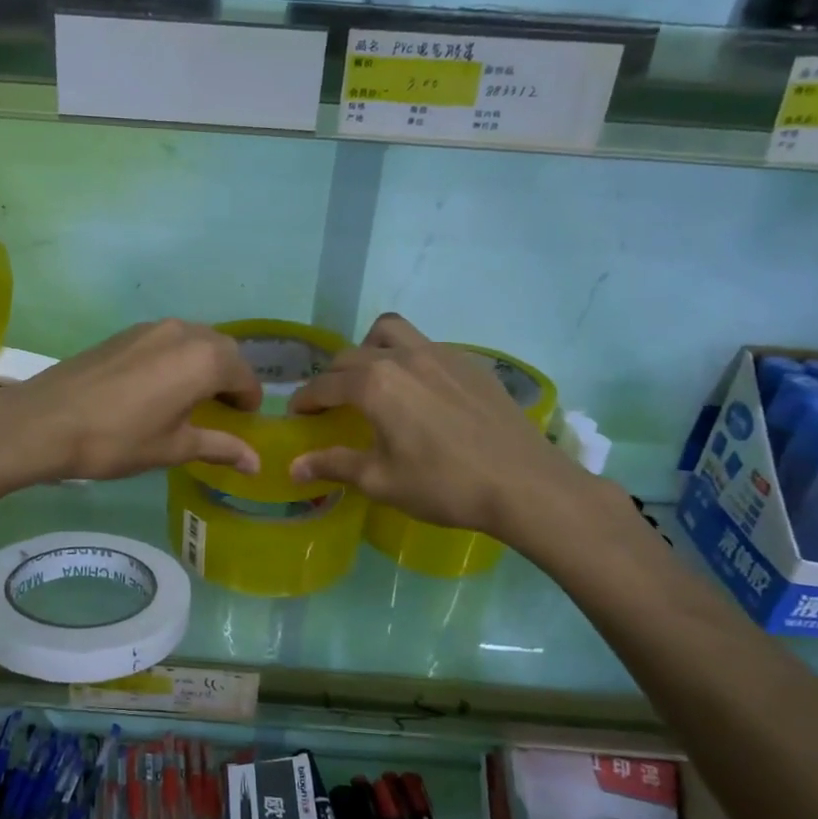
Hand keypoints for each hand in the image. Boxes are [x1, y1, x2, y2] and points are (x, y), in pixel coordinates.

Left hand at [0, 319, 262, 481]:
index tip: (244, 422)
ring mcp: (152, 328)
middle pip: (223, 351)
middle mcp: (185, 333)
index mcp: (205, 360)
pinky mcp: (126, 333)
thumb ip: (220, 447)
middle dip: (230, 378)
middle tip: (222, 410)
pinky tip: (160, 386)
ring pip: (195, 340)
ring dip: (204, 364)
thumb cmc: (118, 439)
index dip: (249, 400)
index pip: (244, 375)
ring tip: (192, 398)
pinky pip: (168, 340)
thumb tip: (256, 463)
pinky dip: (178, 358)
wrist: (46, 421)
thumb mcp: (174, 448)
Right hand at [287, 314, 607, 553]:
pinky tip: (420, 391)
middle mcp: (402, 357)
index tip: (296, 414)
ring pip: (390, 333)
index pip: (325, 385)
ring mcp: (440, 354)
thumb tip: (293, 467)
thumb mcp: (381, 481)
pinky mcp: (470, 362)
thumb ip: (334, 465)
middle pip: (352, 356)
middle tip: (330, 405)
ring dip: (369, 349)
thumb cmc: (444, 485)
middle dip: (332, 377)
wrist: (524, 483)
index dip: (305, 400)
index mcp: (375, 385)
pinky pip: (426, 345)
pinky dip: (408, 358)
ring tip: (372, 378)